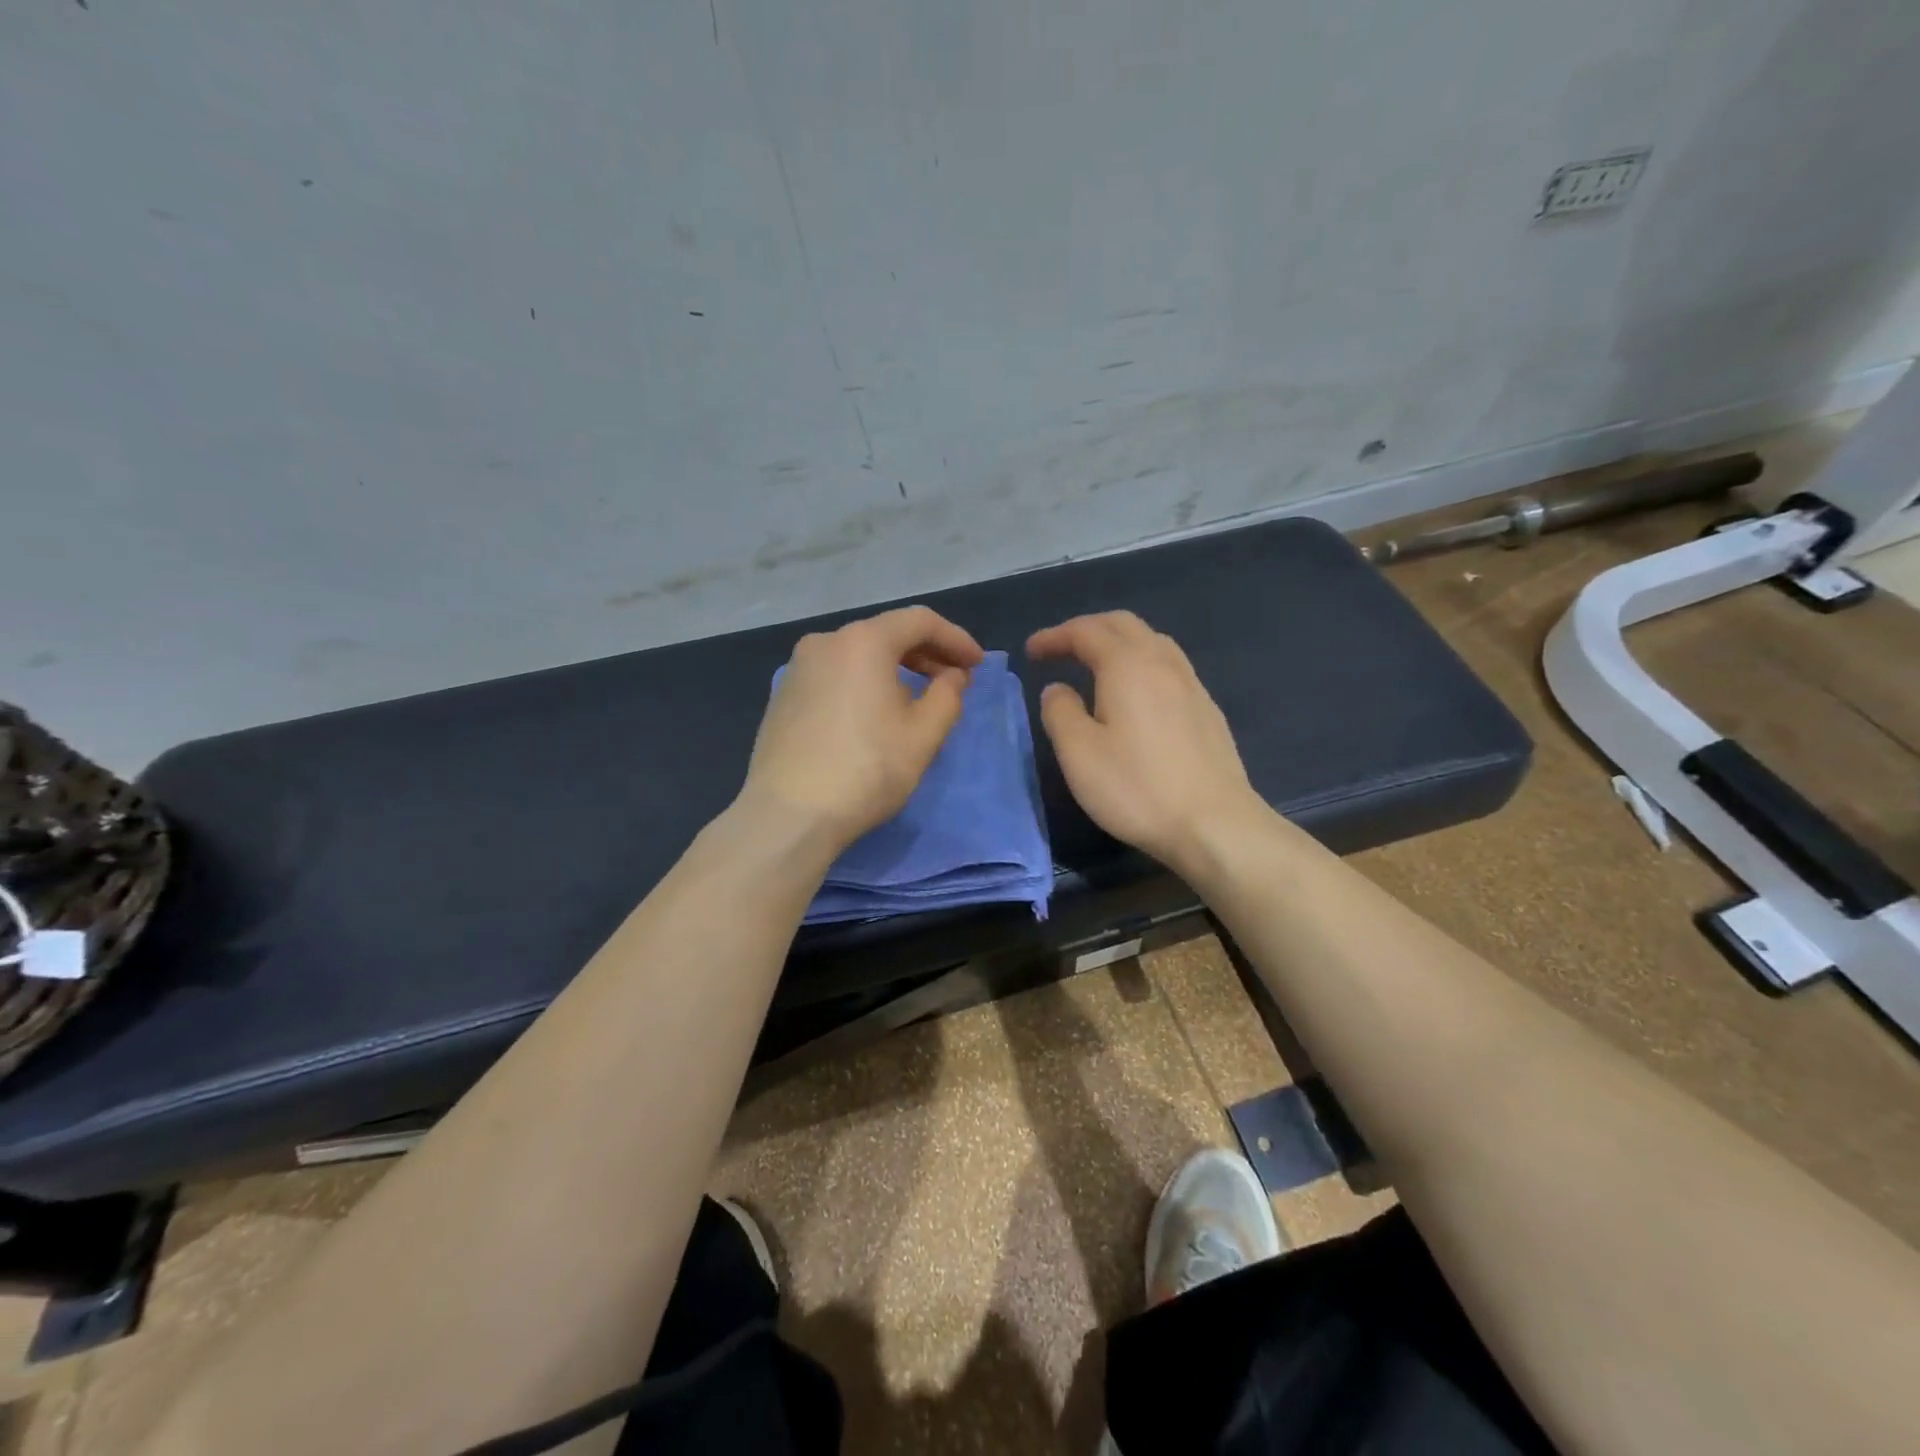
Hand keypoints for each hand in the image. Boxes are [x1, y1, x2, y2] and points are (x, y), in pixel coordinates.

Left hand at [743, 606, 984, 846]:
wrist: (789, 815)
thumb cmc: (866, 770)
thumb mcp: (923, 735)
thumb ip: (948, 695)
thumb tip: (952, 676)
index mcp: (862, 641)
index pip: (920, 622)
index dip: (955, 639)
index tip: (977, 665)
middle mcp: (825, 642)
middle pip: (886, 633)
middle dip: (926, 653)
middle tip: (954, 680)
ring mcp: (797, 668)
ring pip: (858, 655)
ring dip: (895, 669)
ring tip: (918, 700)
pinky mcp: (783, 696)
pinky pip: (835, 675)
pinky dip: (864, 683)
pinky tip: (875, 714)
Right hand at [1027, 611, 1261, 874]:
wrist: (1214, 824)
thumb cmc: (1138, 788)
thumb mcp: (1079, 754)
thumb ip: (1060, 712)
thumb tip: (1058, 689)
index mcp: (1127, 665)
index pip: (1085, 632)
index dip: (1055, 636)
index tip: (1031, 652)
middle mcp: (1162, 663)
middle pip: (1123, 625)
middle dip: (1087, 629)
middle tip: (1060, 650)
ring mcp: (1191, 684)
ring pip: (1151, 641)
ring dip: (1117, 643)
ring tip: (1095, 666)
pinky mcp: (1207, 709)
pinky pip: (1168, 666)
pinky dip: (1141, 663)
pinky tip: (1136, 694)